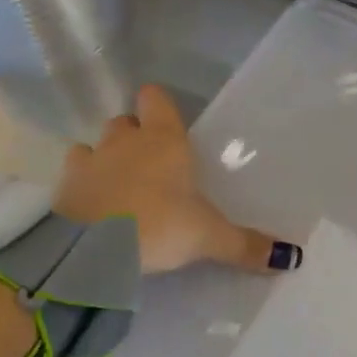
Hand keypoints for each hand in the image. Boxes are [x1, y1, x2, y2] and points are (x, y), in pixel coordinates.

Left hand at [54, 84, 301, 274]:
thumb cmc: (158, 225)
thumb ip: (246, 245)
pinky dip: (80, 185)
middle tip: (149, 165)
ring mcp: (89, 160)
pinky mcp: (62, 187)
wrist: (91, 249)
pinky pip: (72, 175)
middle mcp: (124, 141)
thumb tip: (294, 258)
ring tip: (117, 186)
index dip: (158, 106)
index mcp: (163, 140)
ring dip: (103, 158)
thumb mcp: (208, 237)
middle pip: (125, 122)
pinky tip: (90, 207)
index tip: (166, 122)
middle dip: (134, 136)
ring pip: (95, 145)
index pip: (155, 99)